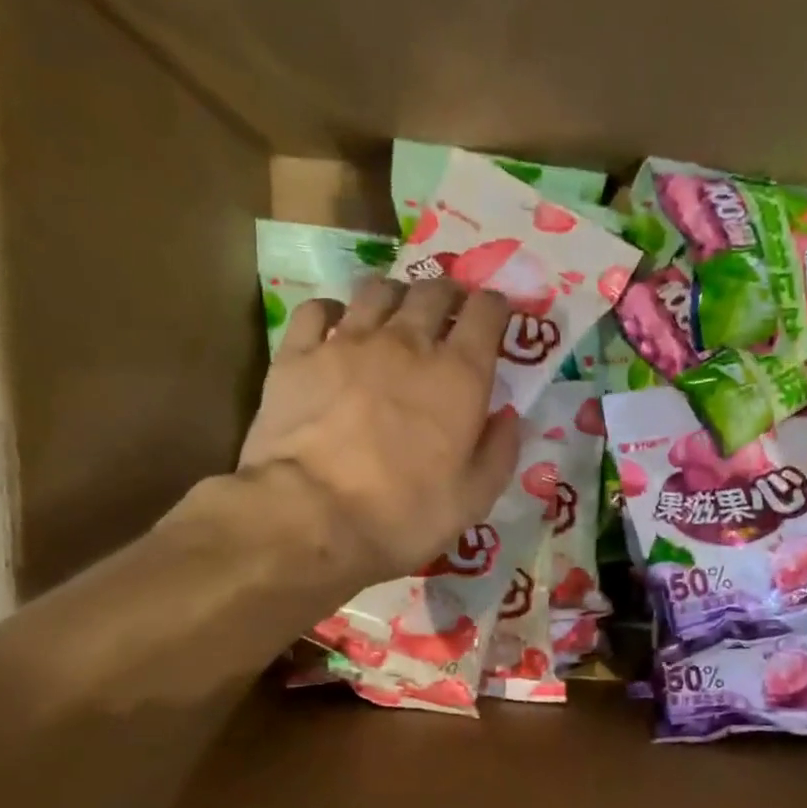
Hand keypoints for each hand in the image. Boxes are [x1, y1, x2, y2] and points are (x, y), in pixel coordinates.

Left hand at [235, 278, 520, 586]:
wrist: (312, 517)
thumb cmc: (404, 515)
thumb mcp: (474, 499)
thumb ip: (499, 451)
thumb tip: (508, 416)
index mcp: (459, 376)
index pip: (487, 313)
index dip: (495, 307)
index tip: (496, 315)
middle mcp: (408, 343)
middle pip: (434, 292)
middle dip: (448, 296)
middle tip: (449, 313)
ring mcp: (348, 342)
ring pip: (378, 290)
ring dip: (396, 296)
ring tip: (395, 314)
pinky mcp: (298, 353)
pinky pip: (317, 309)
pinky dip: (332, 311)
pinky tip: (335, 326)